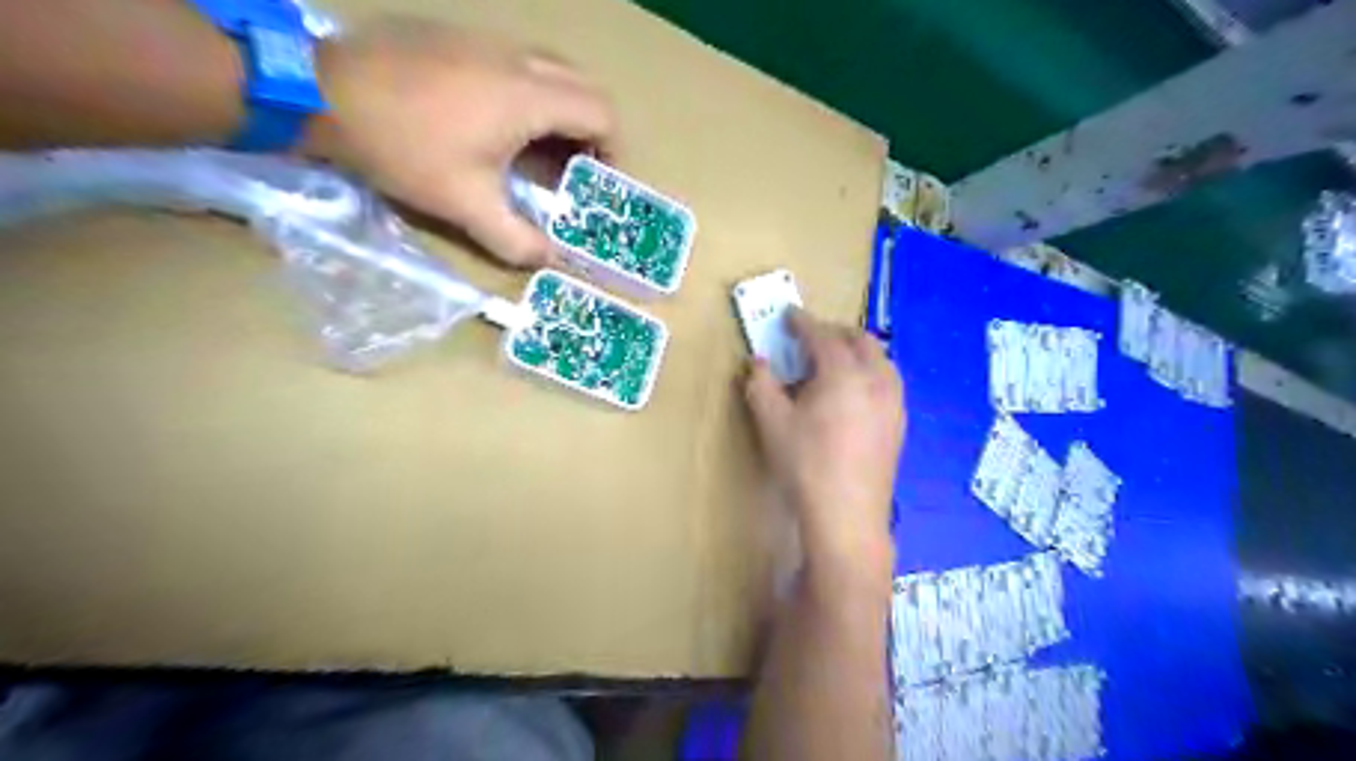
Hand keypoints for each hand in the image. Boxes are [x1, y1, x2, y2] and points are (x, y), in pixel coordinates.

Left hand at [305, 15, 615, 262]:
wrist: (319, 89)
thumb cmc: (405, 148)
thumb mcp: (465, 205)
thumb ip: (516, 239)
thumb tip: (549, 260)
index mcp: (530, 97)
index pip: (601, 113)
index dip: (613, 149)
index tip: (600, 180)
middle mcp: (518, 59)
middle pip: (583, 85)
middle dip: (590, 129)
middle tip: (575, 167)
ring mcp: (486, 40)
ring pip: (549, 70)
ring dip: (559, 110)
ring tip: (539, 151)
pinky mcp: (457, 36)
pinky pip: (514, 62)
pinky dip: (527, 94)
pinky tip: (497, 124)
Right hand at [747, 311, 902, 574]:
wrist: (847, 514)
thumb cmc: (805, 464)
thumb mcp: (772, 422)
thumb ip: (761, 385)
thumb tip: (759, 363)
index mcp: (843, 372)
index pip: (821, 335)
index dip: (802, 322)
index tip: (789, 316)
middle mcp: (876, 379)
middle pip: (860, 340)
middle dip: (834, 332)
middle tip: (810, 338)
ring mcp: (893, 401)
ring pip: (880, 359)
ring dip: (857, 351)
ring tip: (834, 362)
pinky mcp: (899, 423)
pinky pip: (887, 381)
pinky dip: (870, 372)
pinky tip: (854, 394)